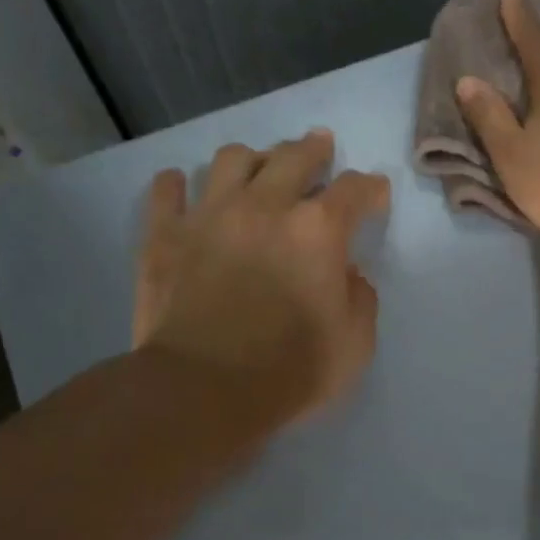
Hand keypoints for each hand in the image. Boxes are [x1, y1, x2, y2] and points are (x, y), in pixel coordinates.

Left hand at [134, 129, 389, 424]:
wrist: (201, 392)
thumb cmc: (289, 371)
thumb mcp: (354, 344)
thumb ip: (360, 299)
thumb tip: (347, 274)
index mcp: (318, 230)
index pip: (354, 189)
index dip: (370, 188)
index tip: (375, 193)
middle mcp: (265, 206)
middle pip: (294, 156)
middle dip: (314, 149)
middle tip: (320, 147)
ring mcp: (209, 215)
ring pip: (231, 159)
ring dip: (253, 158)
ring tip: (258, 166)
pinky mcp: (164, 235)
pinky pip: (166, 190)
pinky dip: (176, 184)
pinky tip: (181, 187)